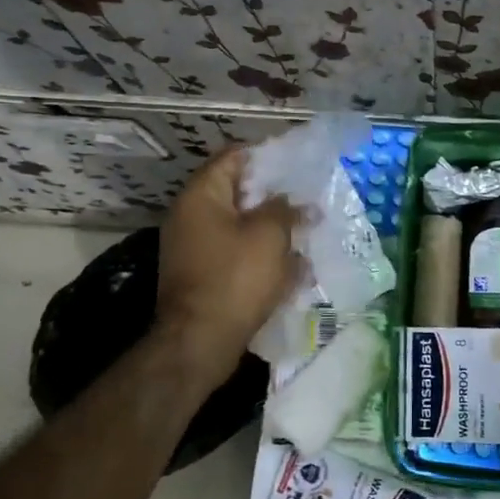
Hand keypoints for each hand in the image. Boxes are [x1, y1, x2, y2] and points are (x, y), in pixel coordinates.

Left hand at [156, 148, 303, 387]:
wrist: (200, 342)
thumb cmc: (235, 278)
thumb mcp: (269, 236)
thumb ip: (285, 210)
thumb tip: (297, 204)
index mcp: (201, 196)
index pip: (234, 157)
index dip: (266, 156)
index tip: (297, 163)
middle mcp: (191, 216)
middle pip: (237, 193)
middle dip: (274, 197)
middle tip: (307, 199)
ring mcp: (194, 248)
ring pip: (240, 227)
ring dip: (271, 230)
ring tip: (306, 233)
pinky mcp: (203, 275)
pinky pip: (236, 255)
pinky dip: (261, 257)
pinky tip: (292, 268)